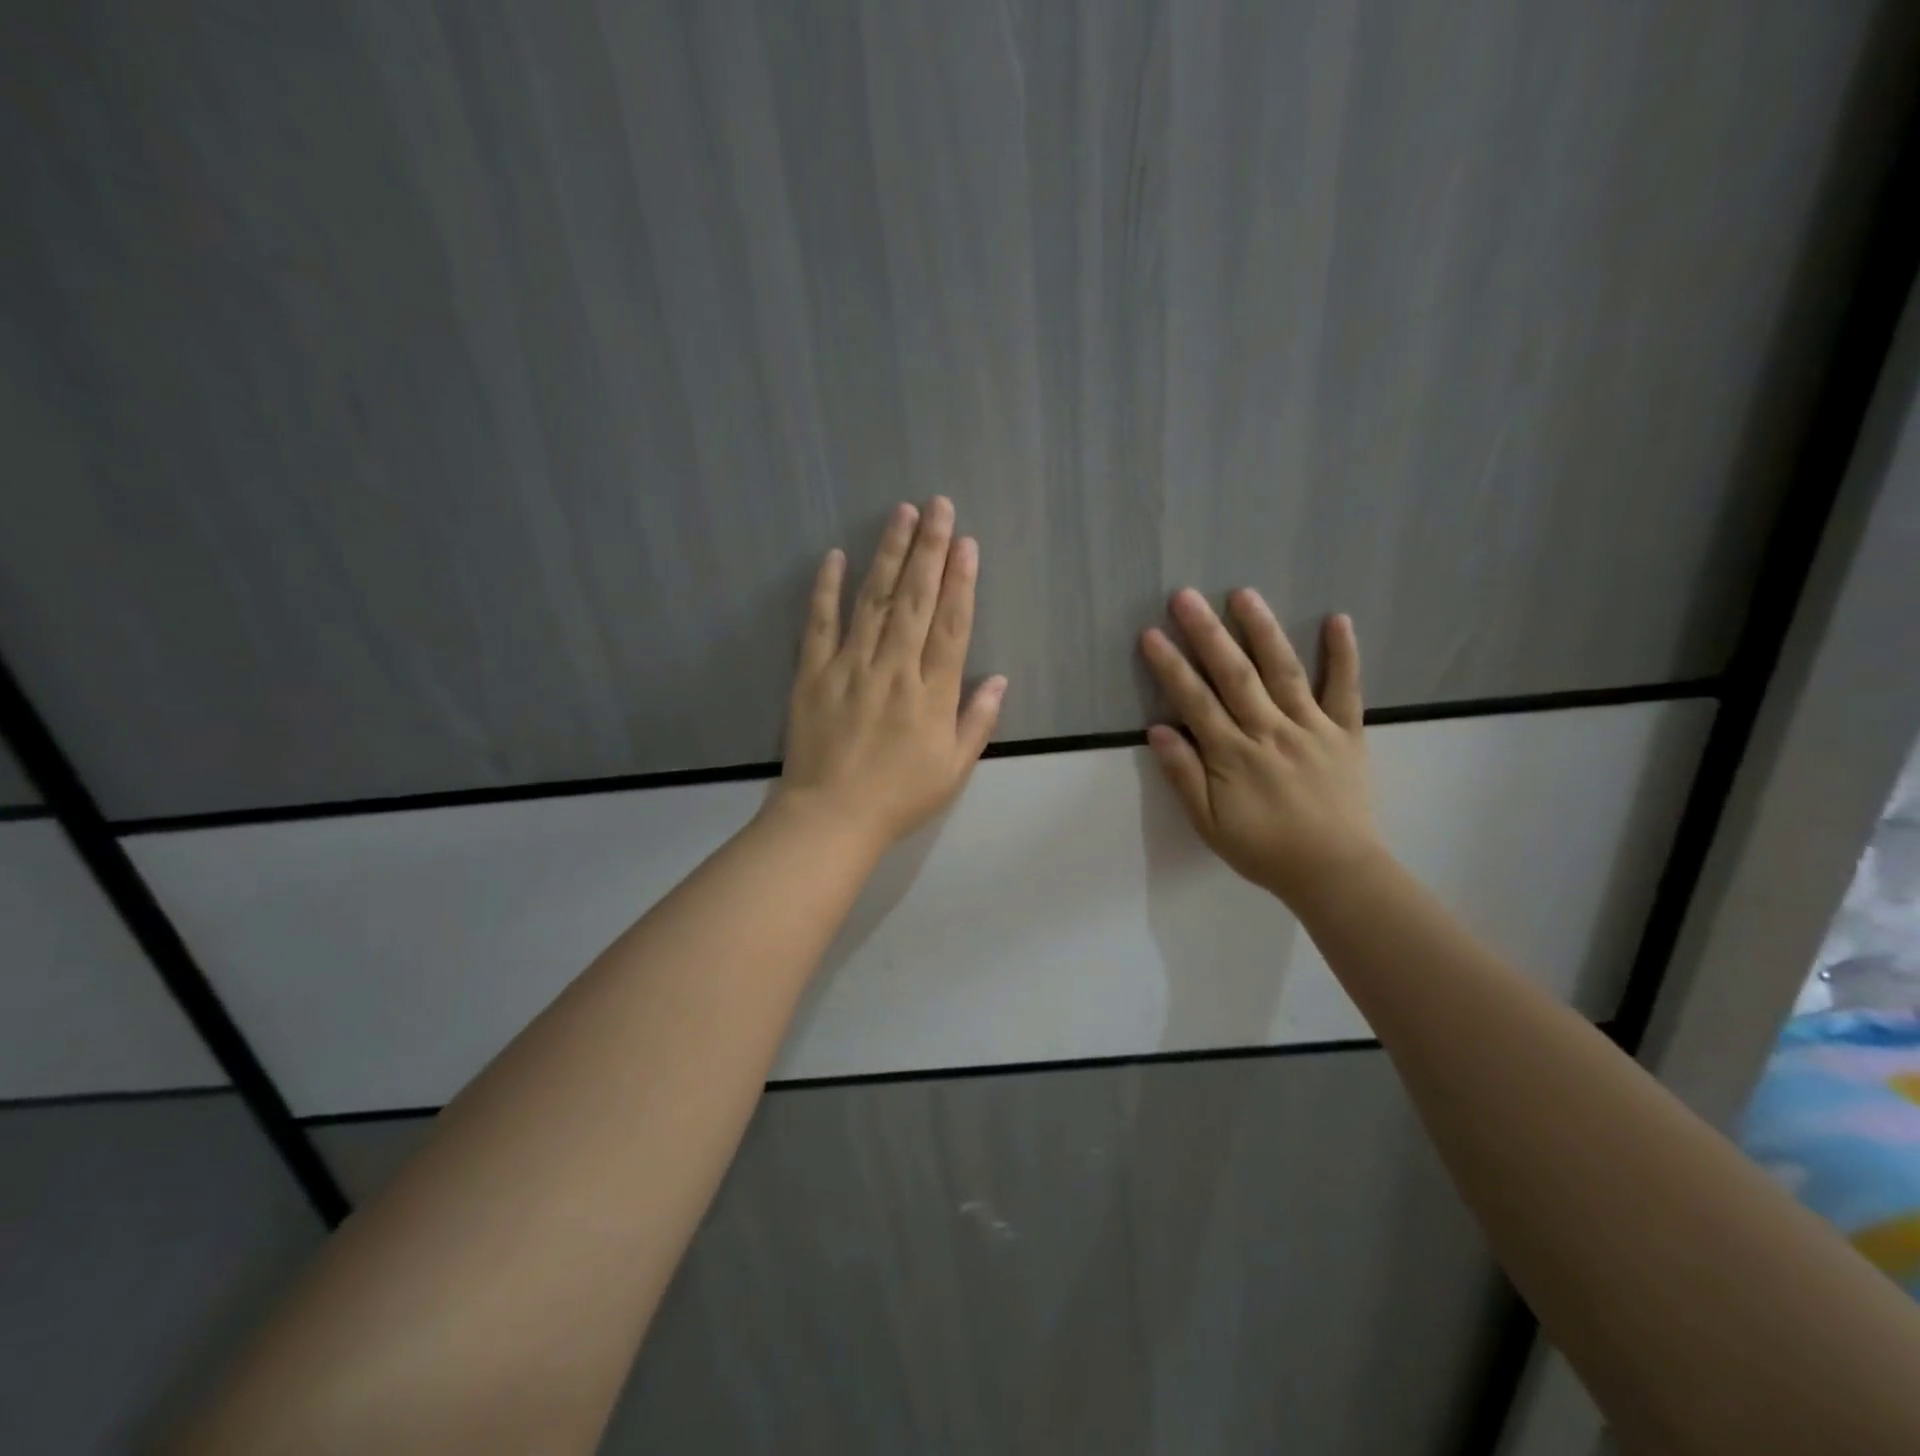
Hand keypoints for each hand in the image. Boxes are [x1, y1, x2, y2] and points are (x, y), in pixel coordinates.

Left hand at [772, 498, 1006, 851]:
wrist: (831, 818)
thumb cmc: (899, 797)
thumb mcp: (954, 770)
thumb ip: (977, 721)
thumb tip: (1001, 679)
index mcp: (931, 693)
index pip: (952, 625)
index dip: (961, 581)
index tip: (966, 543)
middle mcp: (894, 668)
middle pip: (916, 600)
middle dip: (930, 549)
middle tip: (938, 506)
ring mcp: (850, 666)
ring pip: (874, 600)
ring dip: (889, 555)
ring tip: (901, 514)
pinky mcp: (812, 673)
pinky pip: (820, 623)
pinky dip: (826, 589)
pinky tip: (835, 556)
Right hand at [1140, 589, 1380, 908]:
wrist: (1334, 871)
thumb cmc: (1264, 850)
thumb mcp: (1210, 825)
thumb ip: (1184, 777)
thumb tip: (1158, 730)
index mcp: (1234, 755)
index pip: (1195, 701)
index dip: (1171, 666)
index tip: (1151, 634)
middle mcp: (1270, 731)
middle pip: (1234, 674)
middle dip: (1207, 633)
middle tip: (1186, 596)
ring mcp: (1312, 728)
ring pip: (1283, 671)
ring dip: (1262, 630)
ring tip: (1243, 594)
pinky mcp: (1346, 733)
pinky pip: (1346, 689)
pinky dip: (1344, 655)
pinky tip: (1338, 620)